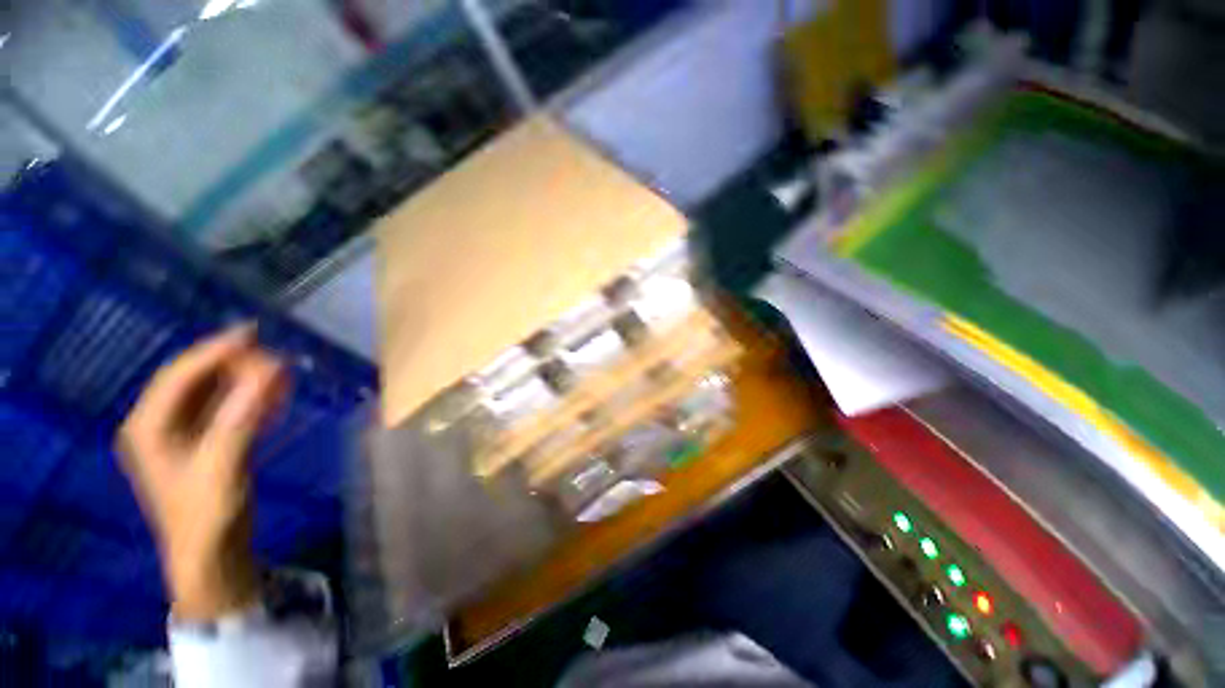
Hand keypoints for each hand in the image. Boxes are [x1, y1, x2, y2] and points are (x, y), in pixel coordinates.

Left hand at [119, 325, 287, 621]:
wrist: (211, 556)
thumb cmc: (205, 517)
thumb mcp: (221, 468)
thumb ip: (240, 419)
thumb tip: (267, 373)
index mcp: (148, 427)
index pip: (179, 376)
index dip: (214, 352)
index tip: (252, 334)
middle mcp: (158, 424)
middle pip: (195, 380)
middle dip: (234, 366)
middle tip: (275, 359)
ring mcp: (180, 434)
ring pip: (213, 393)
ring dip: (246, 380)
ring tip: (282, 372)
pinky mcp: (203, 443)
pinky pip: (226, 410)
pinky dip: (251, 399)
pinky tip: (276, 394)